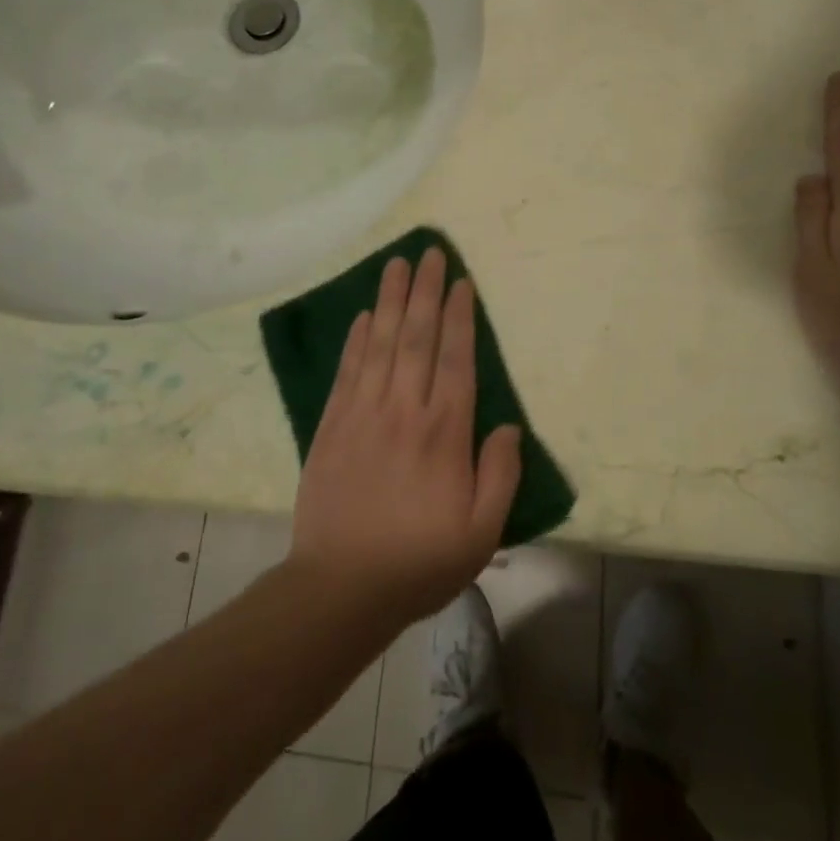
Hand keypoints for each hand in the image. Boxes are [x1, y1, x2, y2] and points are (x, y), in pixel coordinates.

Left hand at [288, 247, 522, 624]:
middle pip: (416, 337)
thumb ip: (500, 474)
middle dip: (425, 291)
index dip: (459, 317)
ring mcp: (363, 413)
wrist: (341, 588)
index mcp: (444, 432)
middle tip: (429, 252)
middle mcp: (404, 410)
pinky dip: (355, 340)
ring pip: (379, 343)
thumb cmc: (419, 561)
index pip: (455, 359)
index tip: (460, 282)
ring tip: (395, 264)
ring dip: (389, 300)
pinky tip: (361, 316)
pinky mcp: (331, 426)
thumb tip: (508, 426)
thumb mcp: (481, 532)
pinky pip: (346, 371)